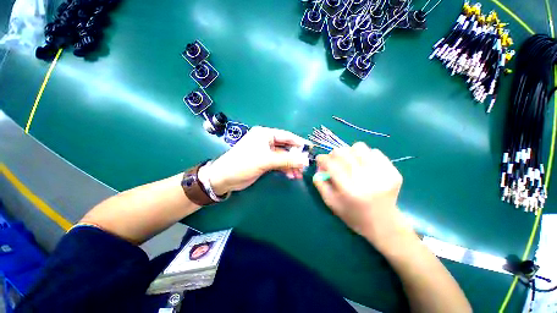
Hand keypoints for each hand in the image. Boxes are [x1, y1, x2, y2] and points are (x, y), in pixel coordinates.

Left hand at [203, 126, 309, 194]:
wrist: (224, 178)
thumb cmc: (243, 164)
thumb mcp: (266, 160)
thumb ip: (286, 160)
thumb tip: (305, 161)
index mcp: (265, 134)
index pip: (286, 136)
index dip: (299, 142)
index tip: (311, 149)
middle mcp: (266, 141)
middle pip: (286, 147)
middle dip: (296, 156)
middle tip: (306, 165)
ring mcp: (265, 152)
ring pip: (283, 157)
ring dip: (291, 164)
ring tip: (299, 174)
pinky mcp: (264, 162)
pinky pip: (278, 163)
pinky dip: (285, 169)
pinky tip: (291, 175)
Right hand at [313, 143, 410, 250]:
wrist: (383, 223)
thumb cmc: (352, 214)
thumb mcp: (331, 203)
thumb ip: (320, 183)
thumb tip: (318, 166)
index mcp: (349, 190)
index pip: (331, 164)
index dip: (322, 158)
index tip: (320, 159)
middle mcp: (365, 180)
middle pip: (343, 152)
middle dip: (333, 154)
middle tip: (334, 161)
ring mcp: (382, 174)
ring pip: (359, 147)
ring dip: (350, 152)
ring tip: (350, 161)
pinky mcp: (393, 171)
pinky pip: (375, 151)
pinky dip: (365, 155)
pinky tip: (364, 166)